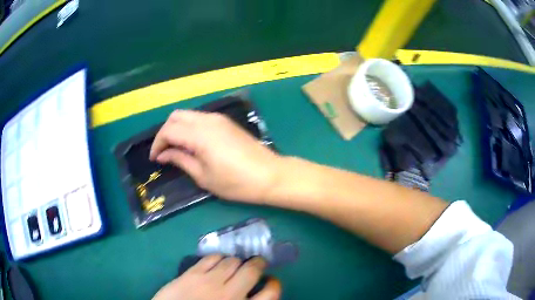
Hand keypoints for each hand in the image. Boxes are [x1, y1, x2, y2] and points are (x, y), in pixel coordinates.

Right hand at [150, 110, 282, 202]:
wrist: (270, 175)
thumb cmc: (236, 182)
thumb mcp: (204, 176)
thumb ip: (181, 160)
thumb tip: (163, 154)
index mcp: (199, 134)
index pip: (169, 130)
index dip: (158, 143)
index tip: (155, 159)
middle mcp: (208, 120)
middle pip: (176, 116)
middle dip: (165, 132)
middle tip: (164, 152)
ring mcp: (219, 119)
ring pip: (188, 115)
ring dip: (178, 128)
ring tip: (176, 149)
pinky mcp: (227, 122)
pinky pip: (200, 119)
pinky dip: (190, 127)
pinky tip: (192, 143)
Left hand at [152, 255, 280, 299]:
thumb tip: (255, 296)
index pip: (271, 293)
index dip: (274, 284)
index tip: (271, 281)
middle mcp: (231, 294)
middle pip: (252, 270)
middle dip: (258, 263)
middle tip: (257, 264)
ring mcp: (210, 282)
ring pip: (231, 261)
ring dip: (236, 261)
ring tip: (235, 264)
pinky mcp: (192, 274)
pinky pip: (211, 258)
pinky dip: (218, 257)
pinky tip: (217, 262)